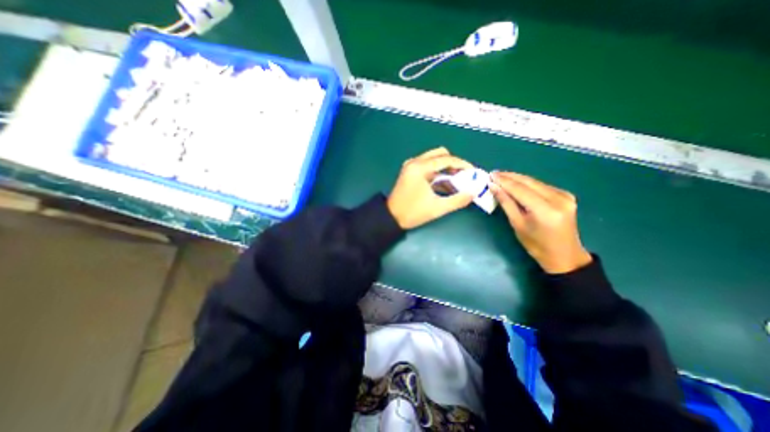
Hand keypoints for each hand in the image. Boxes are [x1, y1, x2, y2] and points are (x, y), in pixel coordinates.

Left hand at [385, 146, 476, 228]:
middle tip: (463, 176)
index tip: (473, 172)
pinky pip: (427, 165)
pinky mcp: (409, 171)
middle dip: (454, 164)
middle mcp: (415, 162)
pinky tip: (444, 183)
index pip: (446, 159)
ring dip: (446, 167)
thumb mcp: (437, 208)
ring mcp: (411, 166)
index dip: (463, 165)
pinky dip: (437, 171)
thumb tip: (474, 193)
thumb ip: (458, 200)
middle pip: (440, 154)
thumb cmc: (413, 213)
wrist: (391, 217)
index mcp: (420, 168)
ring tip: (456, 180)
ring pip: (434, 159)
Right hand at [490, 170, 590, 272]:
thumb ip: (506, 203)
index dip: (504, 181)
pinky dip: (527, 184)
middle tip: (493, 174)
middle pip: (529, 182)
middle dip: (509, 177)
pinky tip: (516, 184)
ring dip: (517, 179)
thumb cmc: (536, 245)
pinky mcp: (566, 195)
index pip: (520, 190)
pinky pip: (541, 186)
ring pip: (535, 182)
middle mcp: (558, 199)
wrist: (564, 255)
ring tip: (501, 177)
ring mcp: (565, 196)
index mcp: (546, 210)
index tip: (490, 175)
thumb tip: (494, 187)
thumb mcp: (517, 225)